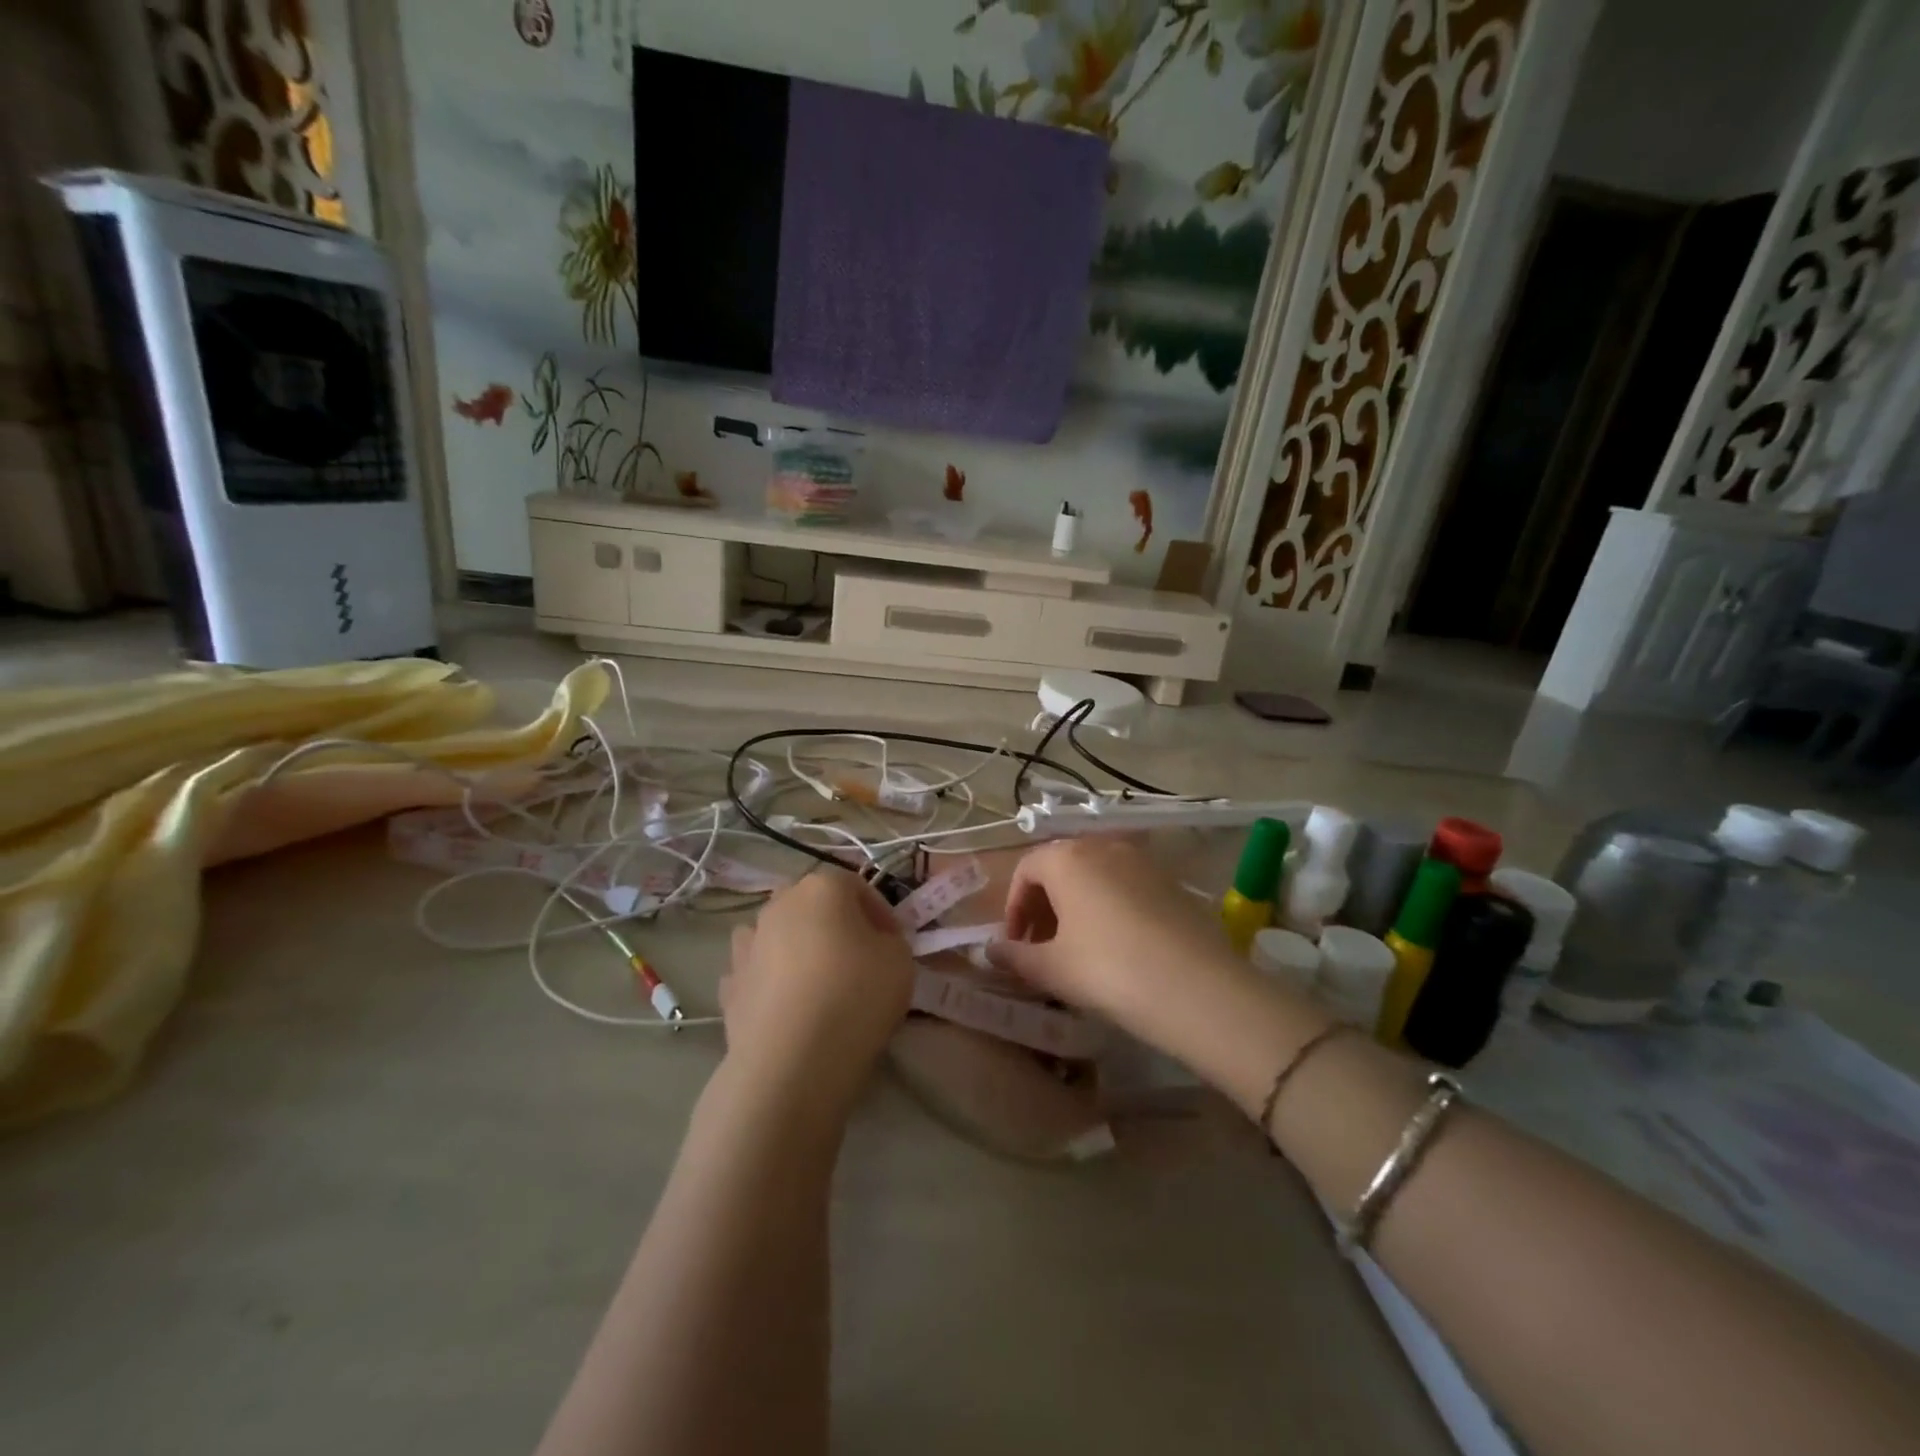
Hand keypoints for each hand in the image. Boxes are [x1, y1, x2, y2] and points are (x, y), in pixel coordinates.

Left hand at [720, 868, 914, 1122]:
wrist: (792, 1062)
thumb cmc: (856, 997)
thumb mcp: (901, 960)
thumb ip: (890, 940)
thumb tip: (873, 943)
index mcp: (822, 888)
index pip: (858, 886)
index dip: (881, 913)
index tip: (894, 943)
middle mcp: (779, 904)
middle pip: (813, 904)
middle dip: (836, 924)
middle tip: (859, 959)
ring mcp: (747, 944)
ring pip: (777, 933)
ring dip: (795, 947)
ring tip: (817, 982)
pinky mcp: (730, 985)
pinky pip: (756, 972)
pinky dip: (769, 982)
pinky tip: (786, 1006)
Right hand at [989, 837, 1243, 1043]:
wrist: (1197, 987)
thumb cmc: (1108, 970)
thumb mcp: (1053, 969)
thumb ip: (1016, 957)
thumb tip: (991, 951)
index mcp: (1067, 858)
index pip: (1026, 870)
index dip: (1014, 908)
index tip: (1016, 944)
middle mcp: (1103, 846)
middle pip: (1061, 867)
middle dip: (1044, 906)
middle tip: (1041, 948)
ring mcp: (1142, 860)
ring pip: (1095, 876)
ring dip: (1077, 906)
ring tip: (1077, 949)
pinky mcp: (1171, 881)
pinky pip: (1126, 886)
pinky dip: (1110, 907)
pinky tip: (1117, 947)